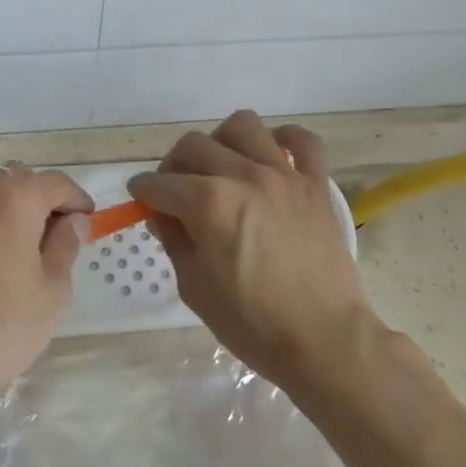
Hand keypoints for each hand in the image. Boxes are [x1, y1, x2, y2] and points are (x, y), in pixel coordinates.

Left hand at [0, 164, 92, 427]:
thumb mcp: (51, 292)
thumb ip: (66, 246)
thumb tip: (72, 221)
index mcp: (14, 198)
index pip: (57, 183)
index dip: (77, 201)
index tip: (88, 224)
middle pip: (20, 184)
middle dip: (42, 204)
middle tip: (56, 241)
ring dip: (10, 214)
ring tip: (20, 253)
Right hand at [129, 111, 376, 392]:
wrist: (324, 341)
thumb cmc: (252, 324)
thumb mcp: (194, 288)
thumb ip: (174, 241)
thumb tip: (164, 216)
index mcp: (208, 204)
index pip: (159, 184)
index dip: (142, 192)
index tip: (141, 200)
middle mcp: (243, 176)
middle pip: (193, 146)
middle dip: (173, 166)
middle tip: (175, 191)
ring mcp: (283, 176)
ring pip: (243, 126)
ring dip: (221, 141)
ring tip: (221, 166)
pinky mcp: (315, 185)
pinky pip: (304, 140)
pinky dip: (284, 140)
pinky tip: (271, 157)